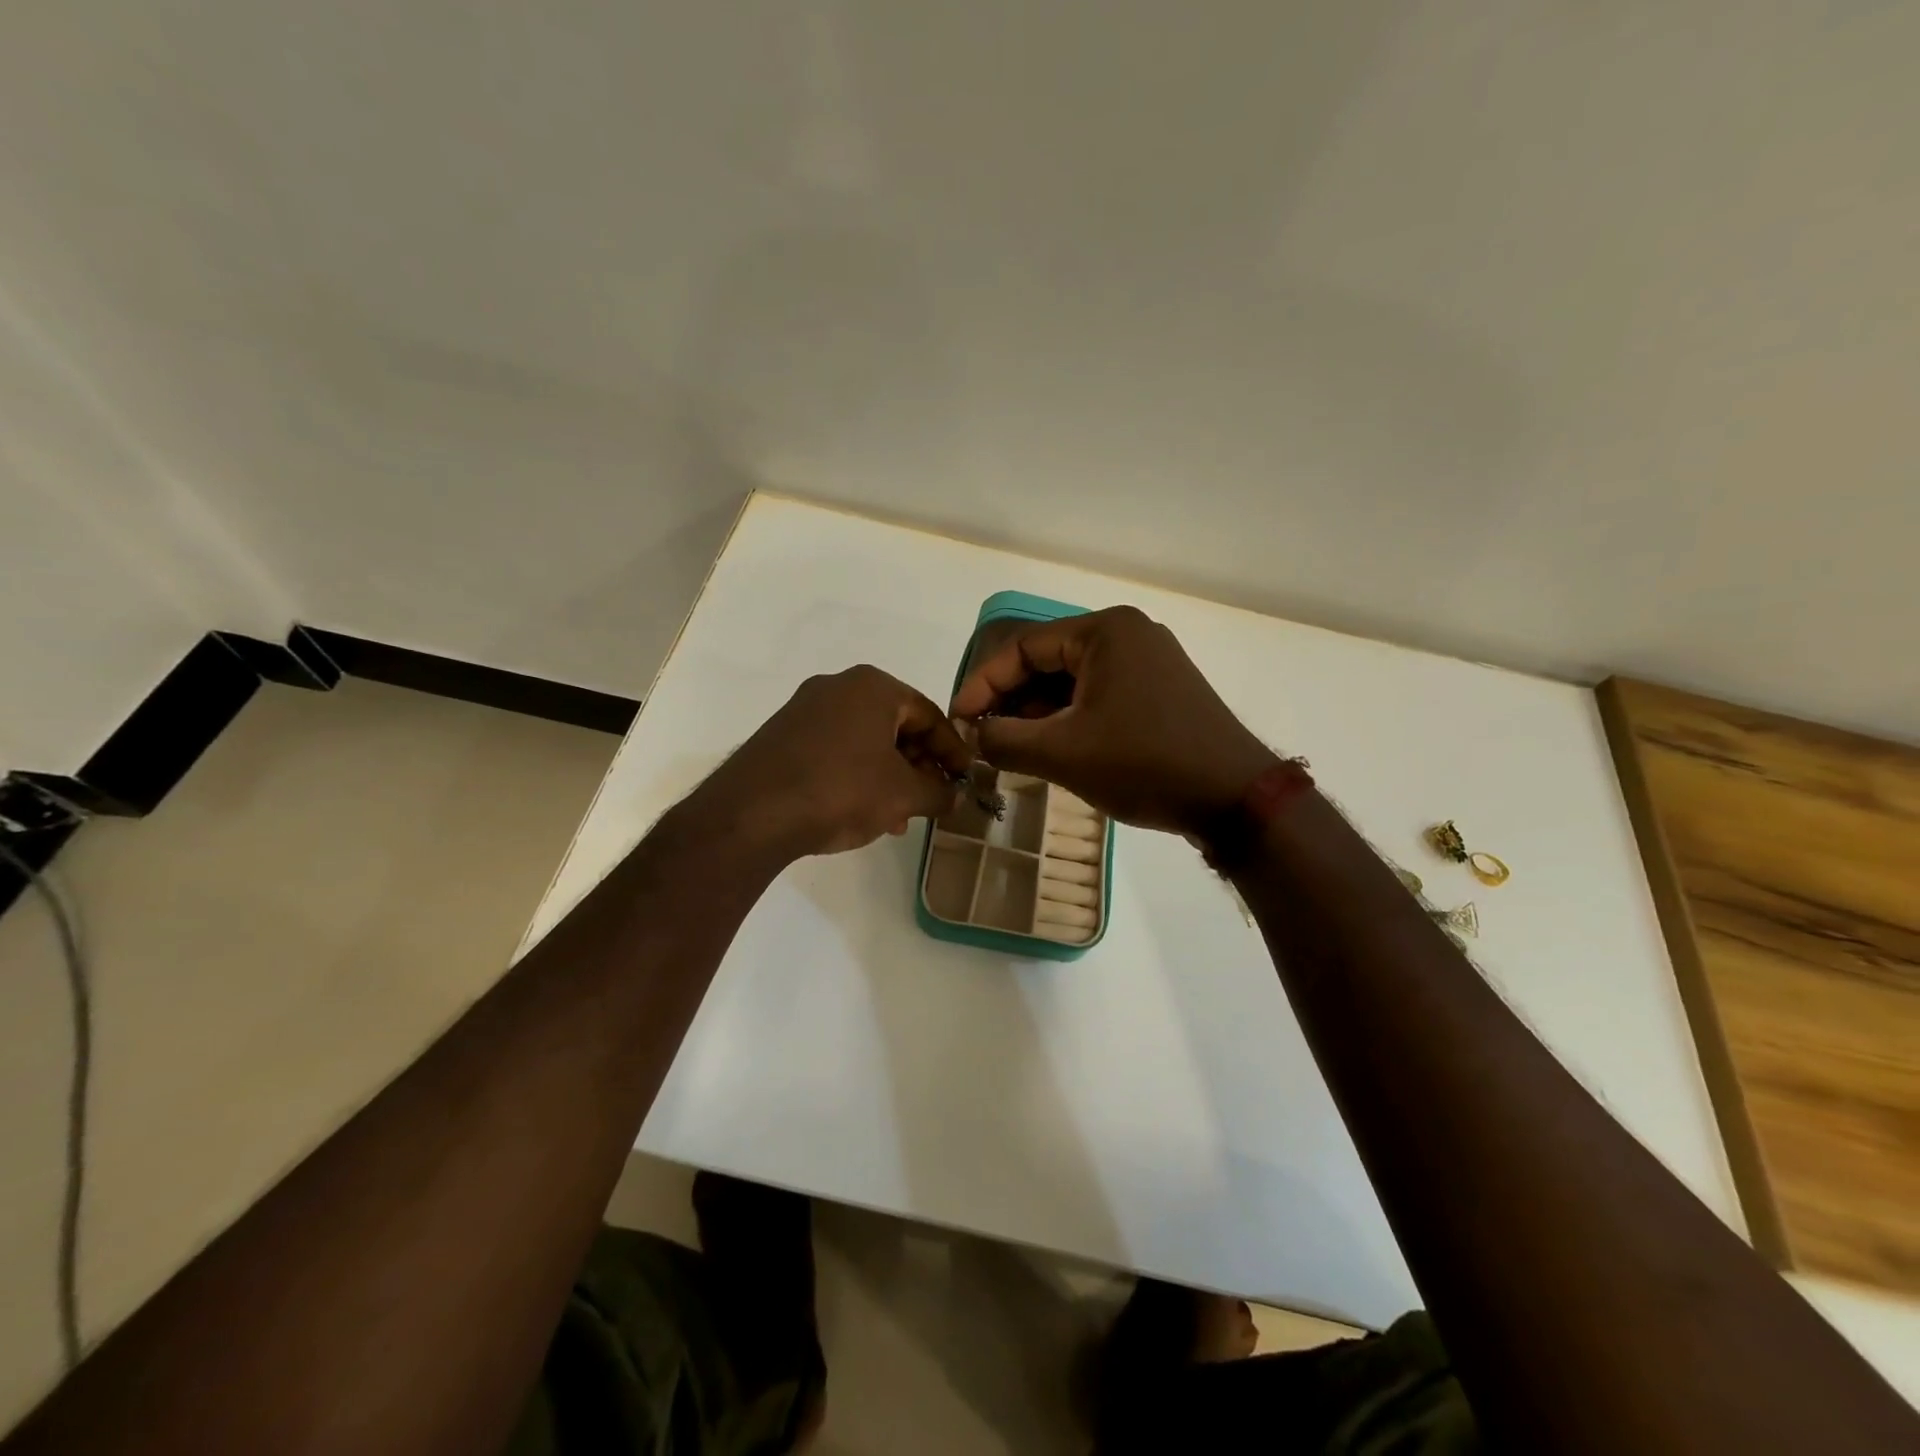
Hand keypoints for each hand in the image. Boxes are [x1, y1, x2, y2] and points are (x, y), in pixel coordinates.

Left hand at [698, 665, 972, 858]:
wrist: (752, 813)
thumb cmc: (841, 790)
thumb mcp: (902, 795)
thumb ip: (938, 792)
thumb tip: (956, 796)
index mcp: (873, 687)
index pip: (929, 714)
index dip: (953, 750)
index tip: (965, 779)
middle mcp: (838, 687)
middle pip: (896, 725)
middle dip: (918, 766)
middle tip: (931, 799)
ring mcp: (805, 709)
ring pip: (865, 741)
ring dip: (889, 776)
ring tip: (898, 817)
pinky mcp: (782, 735)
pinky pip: (835, 749)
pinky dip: (857, 775)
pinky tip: (862, 811)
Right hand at [948, 606, 1274, 836]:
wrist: (1234, 798)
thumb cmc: (1144, 764)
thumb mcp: (1062, 754)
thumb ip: (1004, 740)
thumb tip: (973, 735)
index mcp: (1104, 630)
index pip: (1023, 648)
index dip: (983, 684)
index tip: (959, 720)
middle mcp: (1128, 633)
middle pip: (1048, 660)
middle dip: (1011, 700)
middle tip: (983, 736)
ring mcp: (1149, 661)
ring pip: (1073, 680)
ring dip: (1038, 712)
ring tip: (1012, 747)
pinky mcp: (1160, 690)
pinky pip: (1099, 695)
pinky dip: (1070, 718)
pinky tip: (1052, 747)